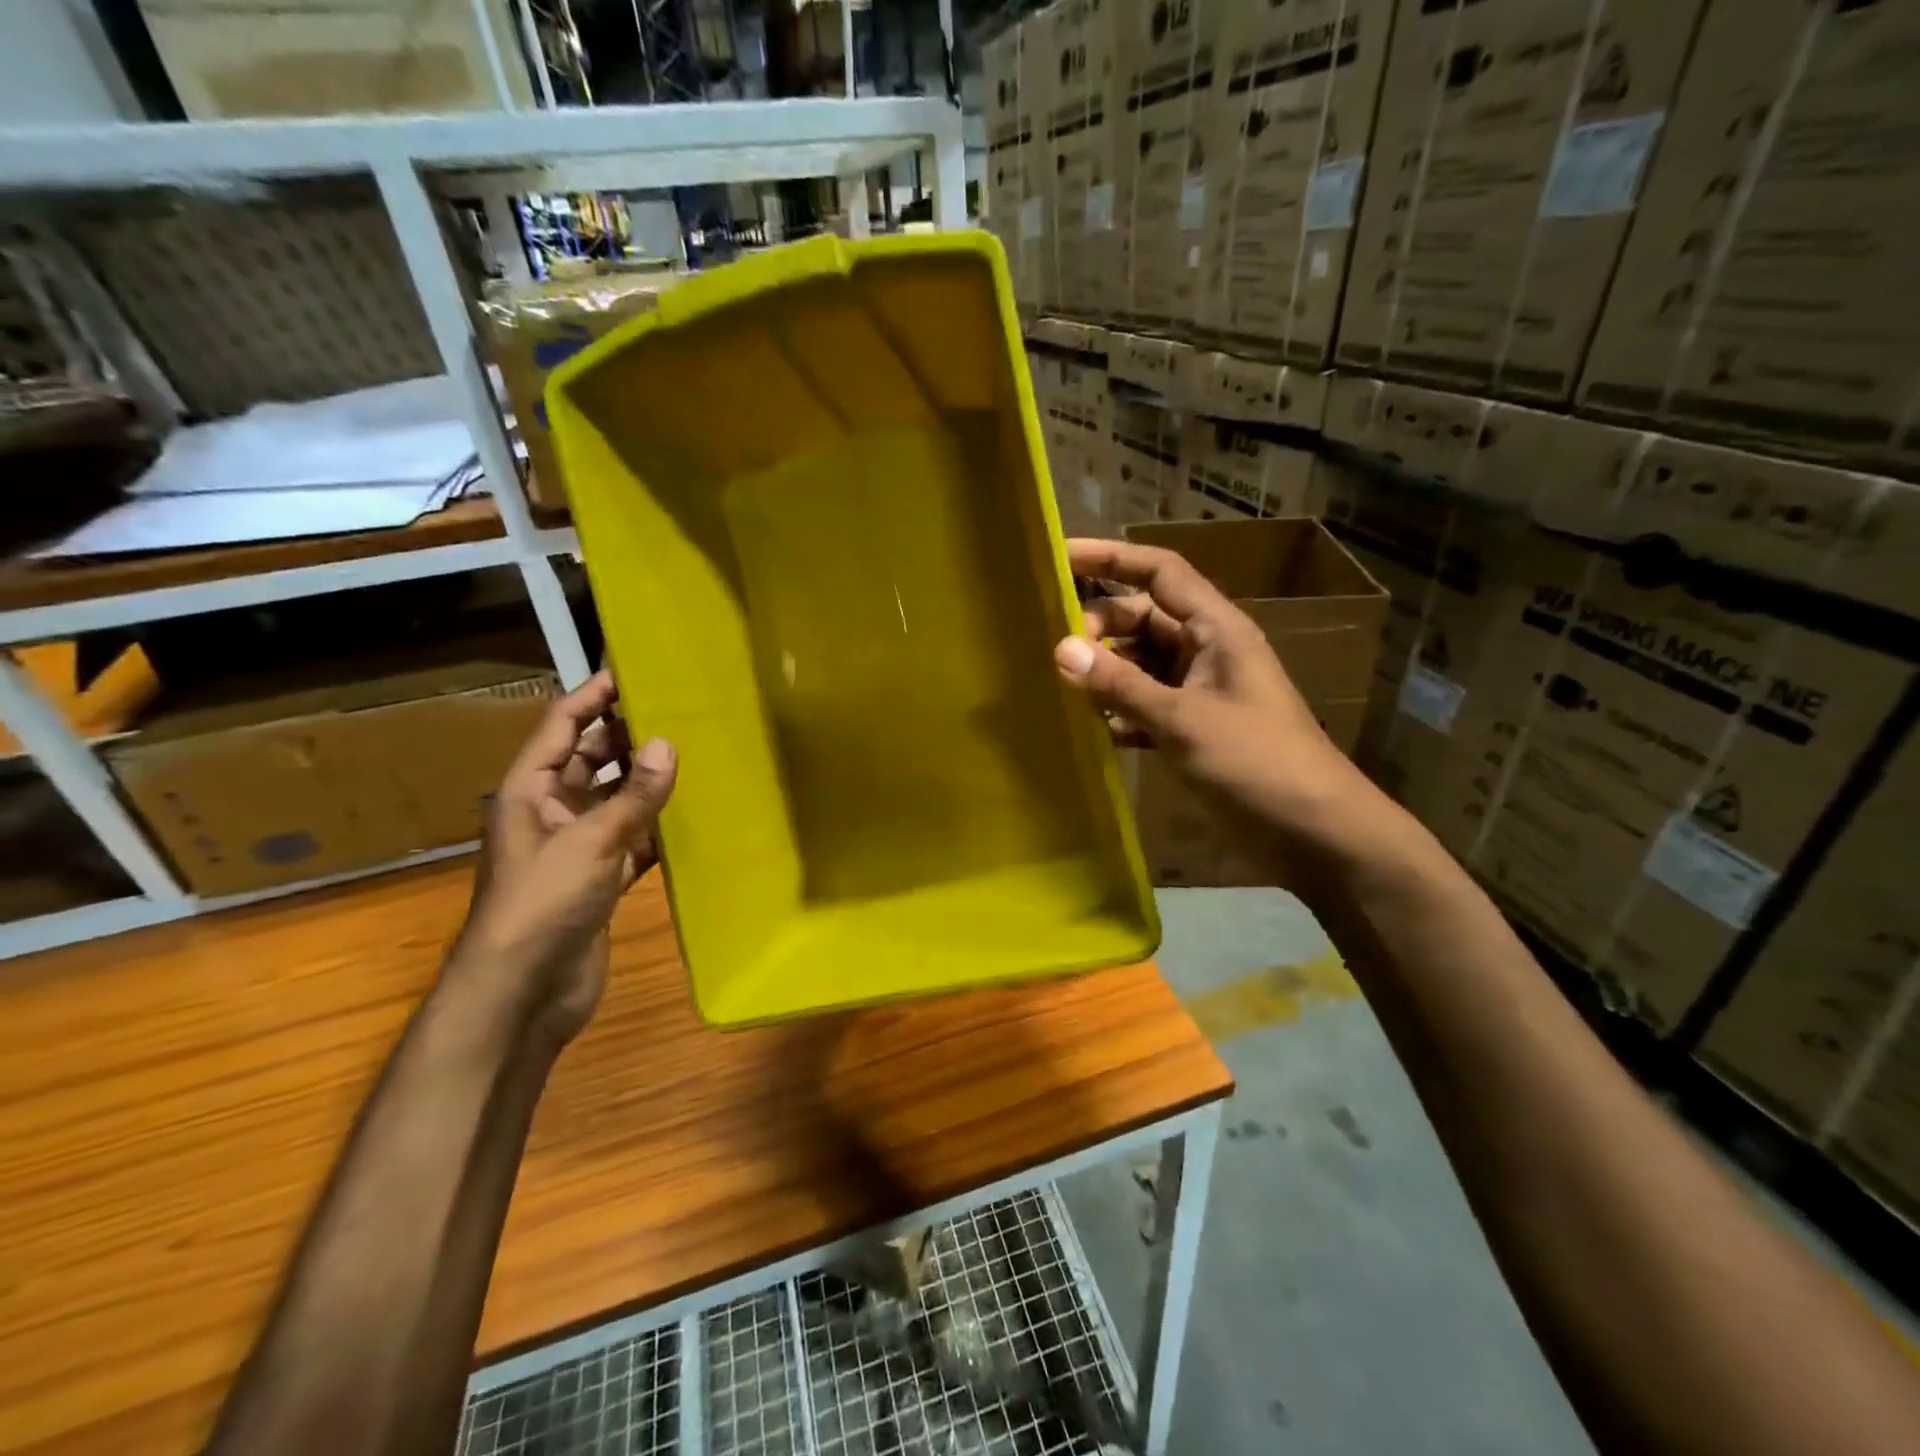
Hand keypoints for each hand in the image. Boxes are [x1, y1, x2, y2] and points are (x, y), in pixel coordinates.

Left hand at [448, 670, 676, 1046]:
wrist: (523, 992)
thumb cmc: (542, 905)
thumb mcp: (589, 842)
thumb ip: (633, 795)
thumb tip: (667, 744)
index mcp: (530, 791)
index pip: (562, 727)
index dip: (593, 697)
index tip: (633, 670)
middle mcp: (553, 811)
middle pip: (591, 759)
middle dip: (628, 735)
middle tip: (680, 710)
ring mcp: (578, 846)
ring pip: (617, 799)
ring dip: (648, 781)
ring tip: (695, 753)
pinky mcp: (601, 878)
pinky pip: (634, 838)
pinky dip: (658, 826)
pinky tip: (693, 814)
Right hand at [1053, 538, 1364, 832]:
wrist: (1312, 830)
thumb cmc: (1254, 761)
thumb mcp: (1181, 719)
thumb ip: (1120, 684)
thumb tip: (1061, 650)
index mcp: (1216, 630)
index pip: (1160, 573)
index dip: (1112, 558)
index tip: (1062, 557)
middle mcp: (1206, 651)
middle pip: (1143, 618)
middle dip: (1100, 626)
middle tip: (1060, 652)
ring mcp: (1200, 691)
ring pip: (1141, 663)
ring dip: (1106, 672)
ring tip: (1063, 687)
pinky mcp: (1194, 728)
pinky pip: (1146, 704)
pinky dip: (1120, 711)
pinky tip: (1093, 728)